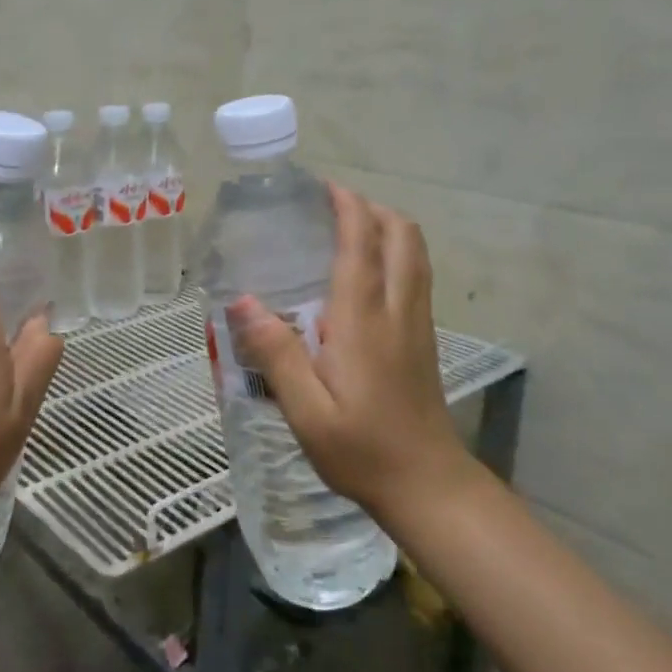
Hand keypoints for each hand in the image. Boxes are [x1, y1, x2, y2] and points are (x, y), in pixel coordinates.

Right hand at [228, 182, 478, 520]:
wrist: (427, 485)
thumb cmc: (361, 449)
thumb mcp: (305, 411)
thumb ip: (276, 353)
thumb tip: (243, 301)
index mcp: (364, 321)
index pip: (362, 246)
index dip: (348, 208)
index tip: (325, 187)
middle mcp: (397, 311)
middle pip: (402, 237)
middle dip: (373, 208)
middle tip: (334, 205)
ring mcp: (417, 324)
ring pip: (416, 254)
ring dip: (389, 227)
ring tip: (351, 227)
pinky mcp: (424, 340)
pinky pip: (417, 276)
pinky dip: (397, 253)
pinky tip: (369, 272)